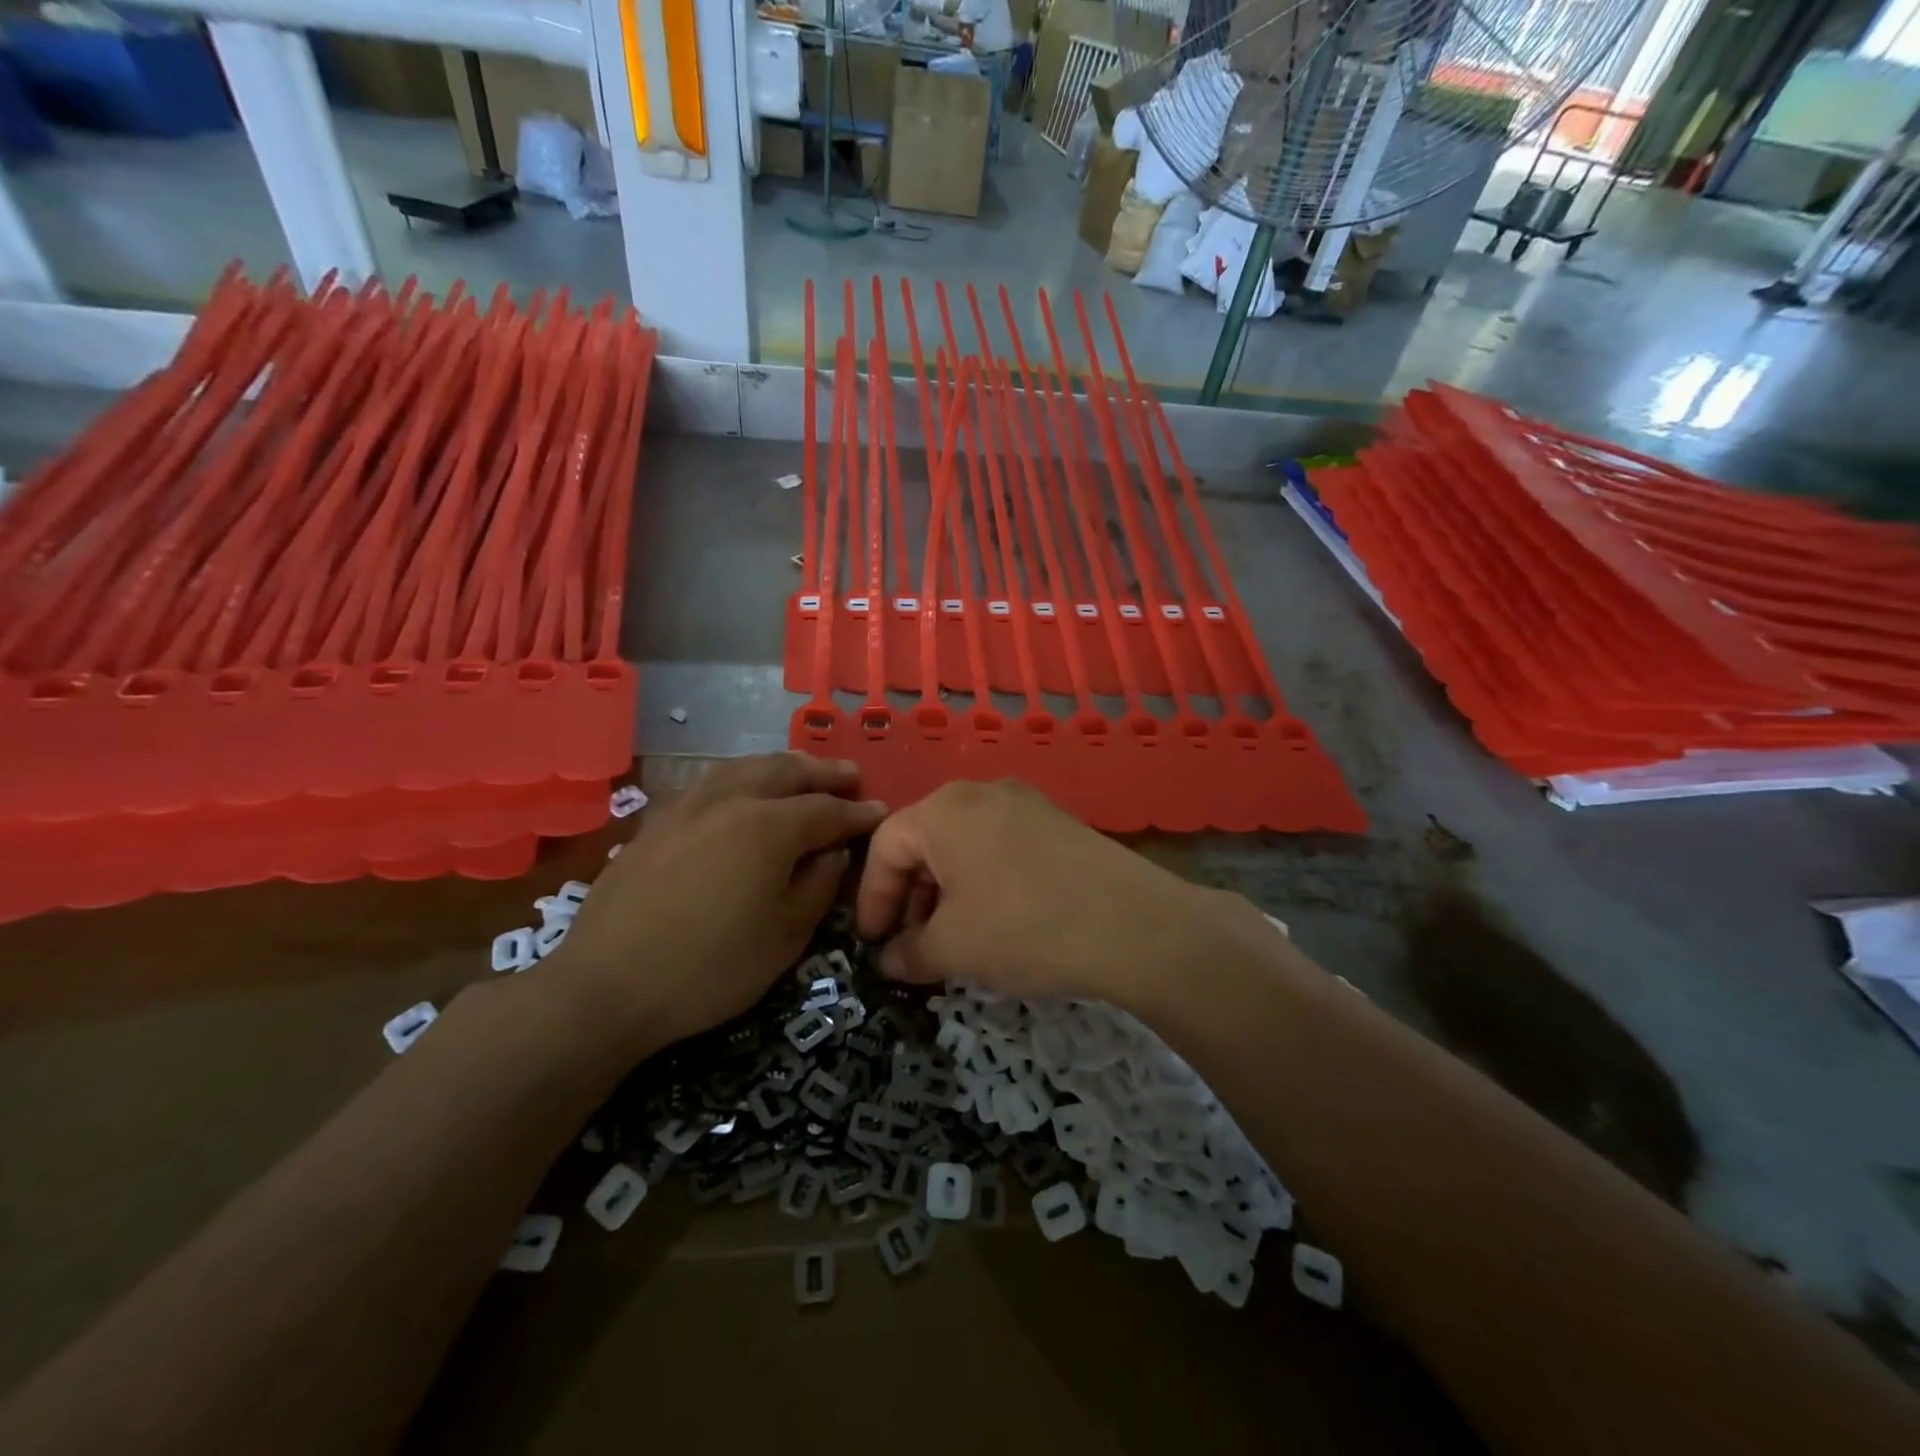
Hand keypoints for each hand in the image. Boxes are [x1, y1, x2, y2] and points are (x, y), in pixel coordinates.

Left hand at [551, 754, 884, 1056]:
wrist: (605, 986)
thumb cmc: (710, 968)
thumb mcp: (785, 936)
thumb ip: (818, 885)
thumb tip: (832, 851)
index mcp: (769, 827)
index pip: (826, 810)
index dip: (857, 813)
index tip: (881, 811)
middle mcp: (730, 800)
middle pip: (786, 771)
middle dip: (823, 773)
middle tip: (850, 777)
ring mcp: (688, 805)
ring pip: (745, 767)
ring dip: (782, 766)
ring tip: (802, 771)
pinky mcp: (657, 820)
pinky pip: (712, 781)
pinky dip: (742, 776)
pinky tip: (743, 789)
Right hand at [855, 780, 1241, 1006]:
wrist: (1132, 924)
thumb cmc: (1023, 927)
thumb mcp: (953, 949)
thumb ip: (909, 953)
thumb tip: (890, 960)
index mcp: (942, 810)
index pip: (885, 846)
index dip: (872, 898)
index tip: (873, 943)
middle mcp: (980, 792)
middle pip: (925, 840)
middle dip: (910, 895)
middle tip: (911, 943)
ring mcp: (1024, 802)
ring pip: (964, 843)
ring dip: (946, 890)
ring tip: (953, 937)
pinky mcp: (1057, 821)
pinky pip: (1001, 845)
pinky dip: (983, 880)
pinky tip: (997, 920)